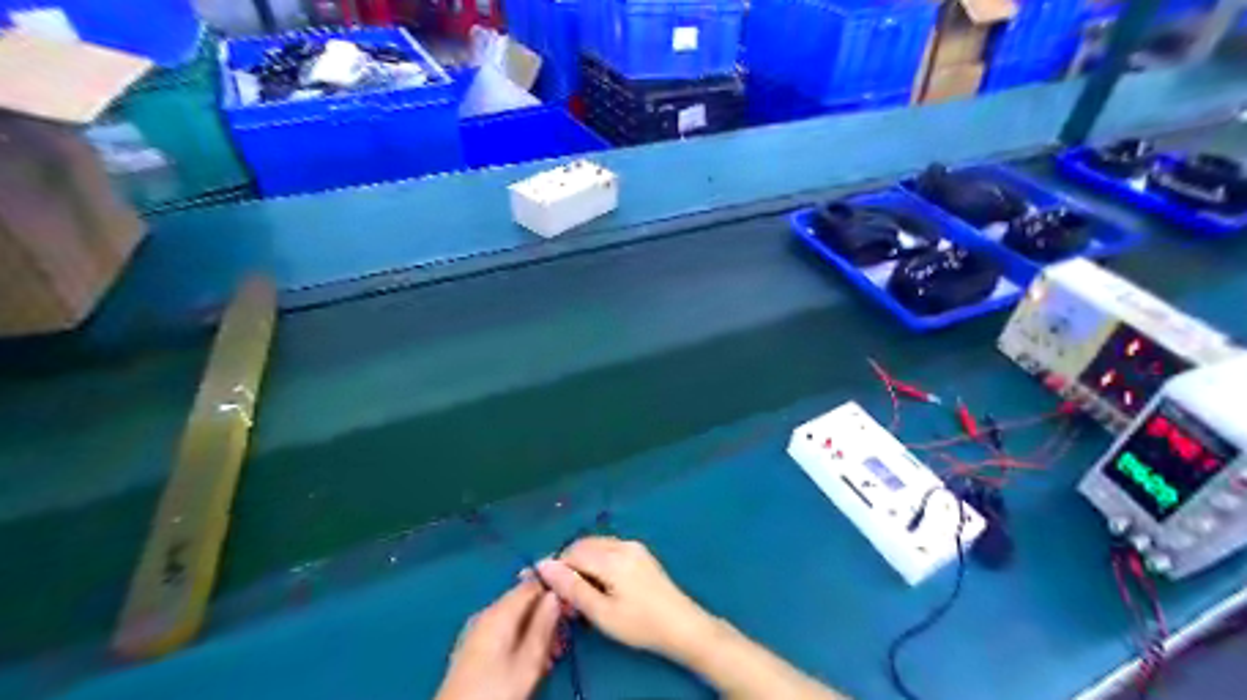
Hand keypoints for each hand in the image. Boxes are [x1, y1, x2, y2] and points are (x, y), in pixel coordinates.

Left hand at [434, 576, 560, 699]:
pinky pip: (503, 631)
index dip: (554, 591)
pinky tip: (528, 660)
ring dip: (535, 631)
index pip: (532, 583)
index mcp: (499, 611)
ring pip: (515, 618)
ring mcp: (477, 629)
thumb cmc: (495, 691)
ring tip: (550, 655)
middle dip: (545, 616)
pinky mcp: (473, 646)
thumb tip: (555, 595)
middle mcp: (486, 613)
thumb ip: (544, 625)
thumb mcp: (529, 662)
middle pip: (523, 601)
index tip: (571, 608)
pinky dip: (520, 639)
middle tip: (562, 640)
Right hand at [542, 537, 715, 660]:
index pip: (572, 553)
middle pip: (583, 545)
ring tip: (576, 588)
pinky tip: (596, 581)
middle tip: (558, 590)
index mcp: (612, 559)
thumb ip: (572, 588)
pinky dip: (595, 559)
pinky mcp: (640, 552)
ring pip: (595, 544)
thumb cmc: (640, 625)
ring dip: (580, 560)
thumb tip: (544, 565)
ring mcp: (633, 546)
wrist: (682, 625)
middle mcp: (622, 544)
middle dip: (566, 562)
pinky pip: (609, 547)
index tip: (537, 581)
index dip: (553, 566)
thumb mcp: (602, 614)